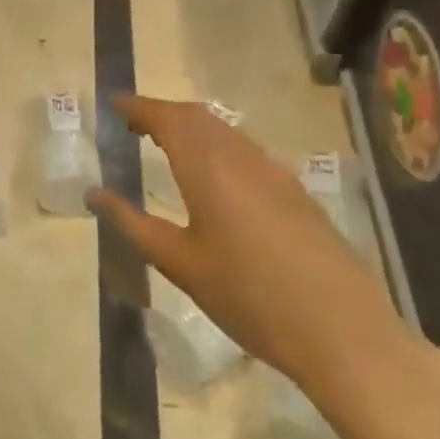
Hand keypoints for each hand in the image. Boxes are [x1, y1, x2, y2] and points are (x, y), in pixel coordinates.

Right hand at [88, 94, 406, 397]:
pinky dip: (218, 147)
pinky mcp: (296, 192)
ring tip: (167, 147)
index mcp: (208, 167)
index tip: (114, 104)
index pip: (167, 117)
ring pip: (225, 132)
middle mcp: (242, 157)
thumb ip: (134, 224)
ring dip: (192, 128)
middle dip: (163, 113)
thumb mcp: (180, 264)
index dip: (138, 106)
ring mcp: (275, 172)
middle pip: (197, 117)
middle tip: (134, 126)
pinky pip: (246, 151)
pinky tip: (214, 180)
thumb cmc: (249, 297)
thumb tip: (95, 194)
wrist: (344, 334)